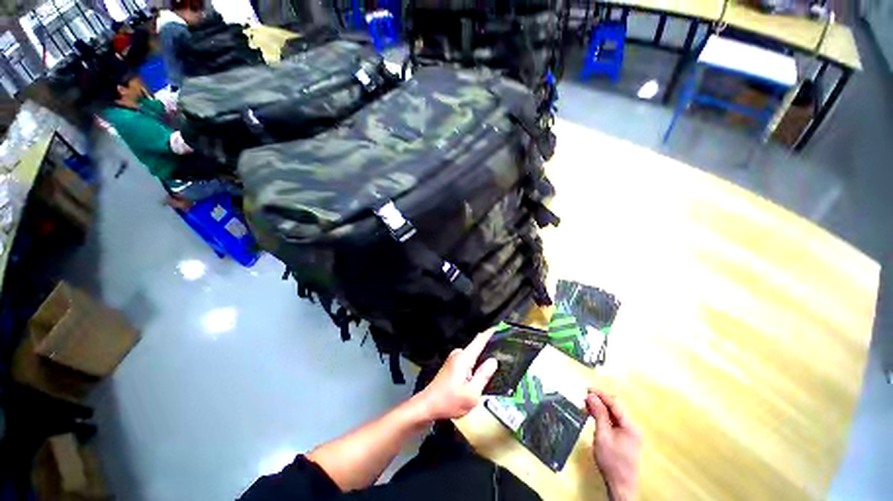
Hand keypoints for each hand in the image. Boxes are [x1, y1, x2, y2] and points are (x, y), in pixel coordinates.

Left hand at [416, 329, 498, 420]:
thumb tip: (493, 360)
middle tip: (504, 358)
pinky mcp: (451, 365)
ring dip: (481, 361)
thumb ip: (483, 376)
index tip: (499, 327)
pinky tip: (480, 375)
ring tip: (494, 369)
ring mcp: (454, 359)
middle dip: (489, 351)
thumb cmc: (450, 401)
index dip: (489, 333)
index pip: (479, 340)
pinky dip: (475, 366)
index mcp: (464, 358)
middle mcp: (458, 354)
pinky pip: (467, 361)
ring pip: (473, 356)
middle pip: (477, 348)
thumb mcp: (471, 393)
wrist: (428, 406)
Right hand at [586, 389, 642, 500]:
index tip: (586, 389)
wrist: (620, 486)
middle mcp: (632, 427)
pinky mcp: (625, 438)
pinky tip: (593, 416)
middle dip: (600, 400)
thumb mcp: (602, 436)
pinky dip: (603, 416)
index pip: (615, 403)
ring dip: (601, 408)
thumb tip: (591, 396)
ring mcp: (630, 433)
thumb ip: (598, 414)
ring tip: (586, 405)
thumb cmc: (611, 461)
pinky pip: (614, 421)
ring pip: (614, 414)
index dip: (601, 394)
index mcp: (630, 426)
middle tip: (584, 398)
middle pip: (615, 407)